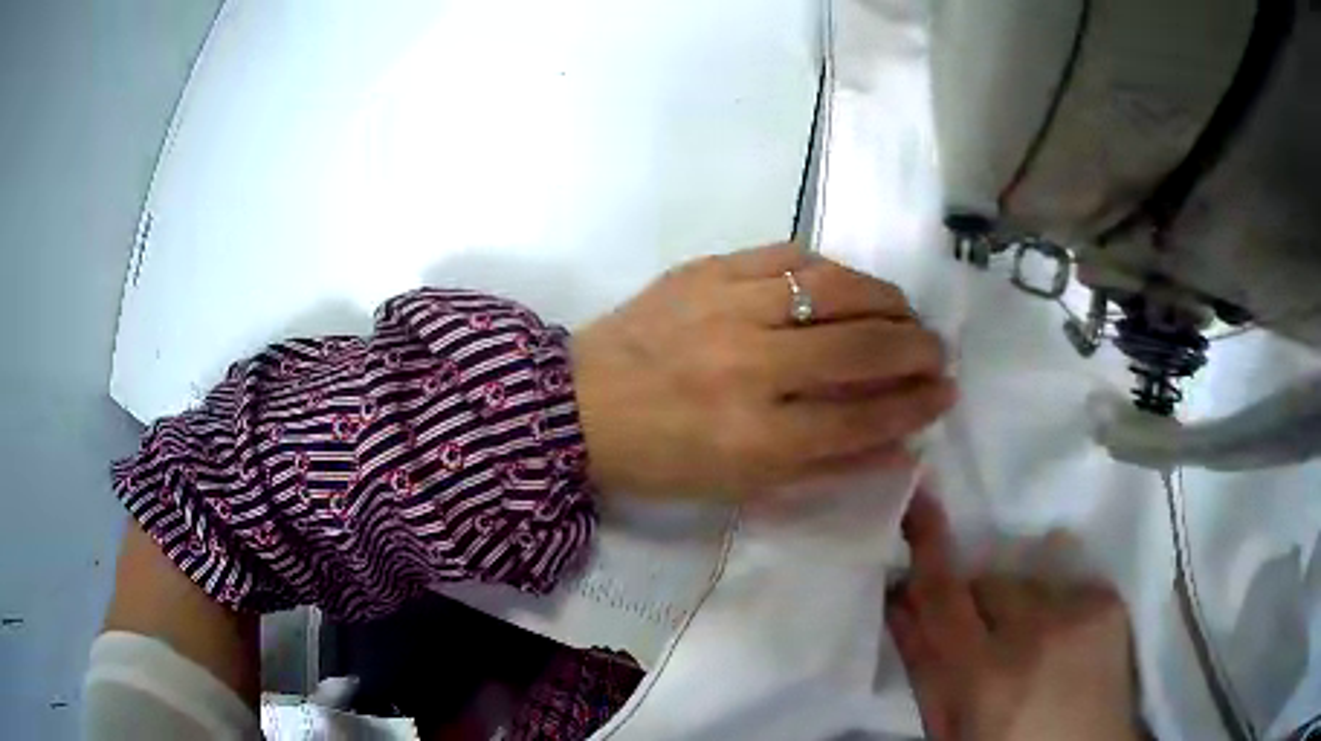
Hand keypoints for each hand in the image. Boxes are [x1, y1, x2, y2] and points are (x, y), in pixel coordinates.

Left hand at [570, 243, 955, 500]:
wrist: (576, 405)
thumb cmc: (660, 459)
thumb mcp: (743, 485)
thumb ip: (827, 465)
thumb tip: (901, 444)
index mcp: (757, 438)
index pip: (864, 416)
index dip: (916, 405)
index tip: (944, 393)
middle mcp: (750, 367)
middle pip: (863, 345)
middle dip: (917, 347)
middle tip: (935, 350)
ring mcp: (728, 307)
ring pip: (837, 286)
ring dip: (887, 298)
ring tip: (903, 312)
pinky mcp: (707, 269)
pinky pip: (789, 254)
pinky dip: (831, 268)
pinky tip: (846, 284)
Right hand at [888, 492, 1141, 740]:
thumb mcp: (951, 729)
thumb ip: (924, 667)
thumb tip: (899, 603)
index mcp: (987, 676)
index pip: (945, 596)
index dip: (927, 548)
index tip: (917, 502)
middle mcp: (1037, 632)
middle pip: (988, 582)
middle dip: (975, 604)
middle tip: (981, 644)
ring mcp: (1081, 610)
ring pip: (1026, 581)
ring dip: (1017, 605)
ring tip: (1029, 646)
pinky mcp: (1109, 601)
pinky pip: (1064, 584)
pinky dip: (1054, 606)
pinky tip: (1062, 642)